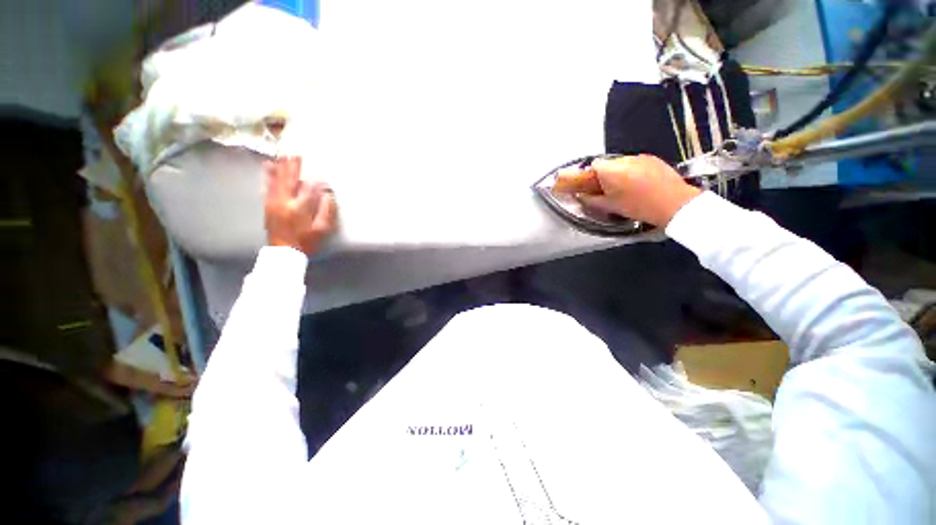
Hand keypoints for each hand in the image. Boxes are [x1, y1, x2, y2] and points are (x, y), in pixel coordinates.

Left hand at [264, 156, 337, 255]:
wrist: (283, 253)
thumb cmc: (306, 242)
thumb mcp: (322, 229)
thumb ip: (327, 211)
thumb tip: (328, 194)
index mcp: (299, 207)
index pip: (308, 188)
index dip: (316, 182)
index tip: (322, 178)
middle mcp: (284, 201)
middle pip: (290, 179)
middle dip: (294, 167)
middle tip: (297, 154)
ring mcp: (273, 202)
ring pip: (277, 179)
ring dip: (281, 167)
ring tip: (284, 156)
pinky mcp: (268, 205)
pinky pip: (268, 186)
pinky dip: (269, 175)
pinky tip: (268, 166)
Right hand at [553, 154, 700, 226]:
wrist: (674, 204)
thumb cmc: (638, 207)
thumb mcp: (610, 207)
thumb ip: (590, 200)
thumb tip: (579, 196)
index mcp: (611, 170)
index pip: (593, 164)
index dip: (591, 175)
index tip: (593, 186)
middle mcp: (625, 159)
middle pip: (608, 163)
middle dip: (606, 174)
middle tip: (610, 190)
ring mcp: (641, 158)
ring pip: (622, 163)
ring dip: (620, 172)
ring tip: (627, 189)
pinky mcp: (654, 159)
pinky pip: (636, 163)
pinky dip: (634, 171)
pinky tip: (641, 185)